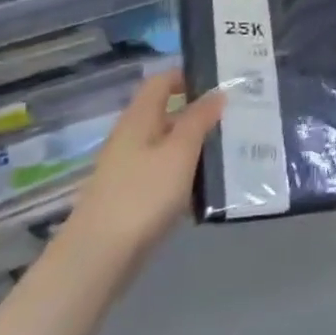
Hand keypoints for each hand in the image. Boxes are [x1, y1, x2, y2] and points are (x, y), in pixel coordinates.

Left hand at [55, 71, 224, 278]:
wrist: (98, 258)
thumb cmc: (142, 195)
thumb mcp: (179, 152)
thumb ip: (199, 119)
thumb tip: (217, 92)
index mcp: (139, 118)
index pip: (162, 81)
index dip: (188, 76)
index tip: (221, 82)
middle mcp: (131, 138)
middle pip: (167, 114)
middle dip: (200, 114)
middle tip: (237, 117)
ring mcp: (129, 170)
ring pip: (168, 147)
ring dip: (196, 147)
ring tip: (231, 150)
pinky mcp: (132, 199)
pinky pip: (165, 175)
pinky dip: (186, 176)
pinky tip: (208, 189)